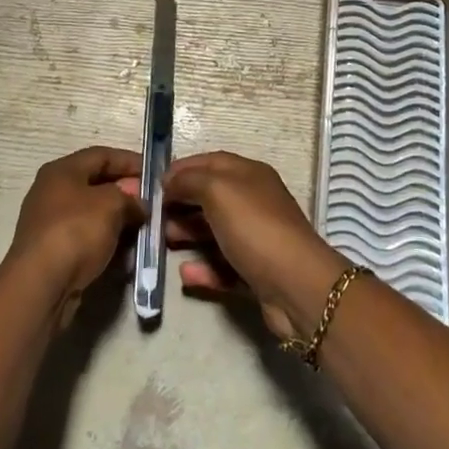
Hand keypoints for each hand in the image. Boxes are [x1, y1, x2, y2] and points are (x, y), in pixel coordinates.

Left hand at [5, 146, 145, 323]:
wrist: (41, 286)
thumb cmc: (76, 231)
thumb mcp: (111, 205)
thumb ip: (130, 197)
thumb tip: (138, 203)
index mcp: (62, 171)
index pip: (102, 155)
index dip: (130, 161)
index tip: (155, 174)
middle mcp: (52, 192)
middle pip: (97, 185)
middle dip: (127, 194)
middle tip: (153, 204)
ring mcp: (50, 224)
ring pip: (94, 215)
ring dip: (119, 221)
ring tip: (144, 230)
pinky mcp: (53, 252)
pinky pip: (87, 239)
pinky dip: (107, 242)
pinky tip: (126, 254)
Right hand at [162, 151, 347, 340]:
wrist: (296, 286)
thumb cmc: (255, 228)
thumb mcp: (218, 191)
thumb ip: (190, 181)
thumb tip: (170, 181)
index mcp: (249, 174)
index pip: (210, 162)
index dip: (182, 168)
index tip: (152, 182)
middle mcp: (254, 201)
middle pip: (211, 197)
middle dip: (181, 203)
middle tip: (152, 215)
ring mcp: (256, 238)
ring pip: (215, 232)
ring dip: (187, 234)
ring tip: (162, 242)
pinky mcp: (256, 272)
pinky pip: (223, 266)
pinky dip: (204, 269)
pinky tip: (185, 274)